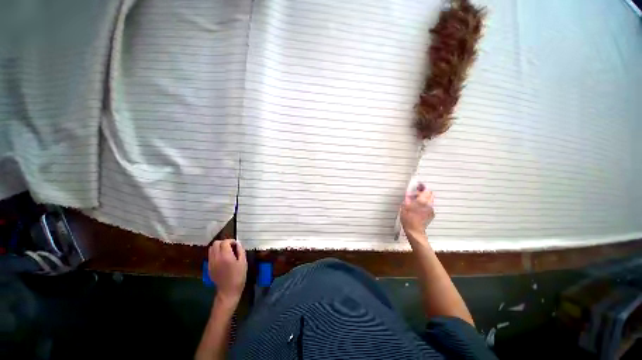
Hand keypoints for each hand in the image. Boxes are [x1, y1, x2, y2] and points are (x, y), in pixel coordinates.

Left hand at [208, 239, 246, 303]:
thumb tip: (238, 244)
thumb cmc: (239, 276)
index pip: (225, 242)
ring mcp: (211, 263)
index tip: (236, 245)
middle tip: (231, 247)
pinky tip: (222, 258)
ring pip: (211, 249)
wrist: (228, 291)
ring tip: (226, 252)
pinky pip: (210, 256)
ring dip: (218, 247)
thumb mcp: (243, 262)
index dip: (231, 241)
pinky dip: (215, 253)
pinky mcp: (208, 267)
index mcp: (225, 256)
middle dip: (223, 242)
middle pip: (216, 243)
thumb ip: (240, 250)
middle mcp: (216, 258)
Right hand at [400, 183, 434, 240]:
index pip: (426, 190)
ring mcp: (431, 210)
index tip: (417, 186)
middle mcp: (429, 205)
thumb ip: (408, 198)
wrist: (414, 231)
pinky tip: (419, 208)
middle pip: (430, 194)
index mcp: (422, 202)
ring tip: (416, 201)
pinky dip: (425, 204)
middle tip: (416, 194)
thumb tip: (409, 194)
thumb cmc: (408, 219)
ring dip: (424, 198)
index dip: (421, 187)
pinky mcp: (431, 214)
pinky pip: (429, 206)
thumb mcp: (404, 207)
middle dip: (423, 192)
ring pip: (430, 200)